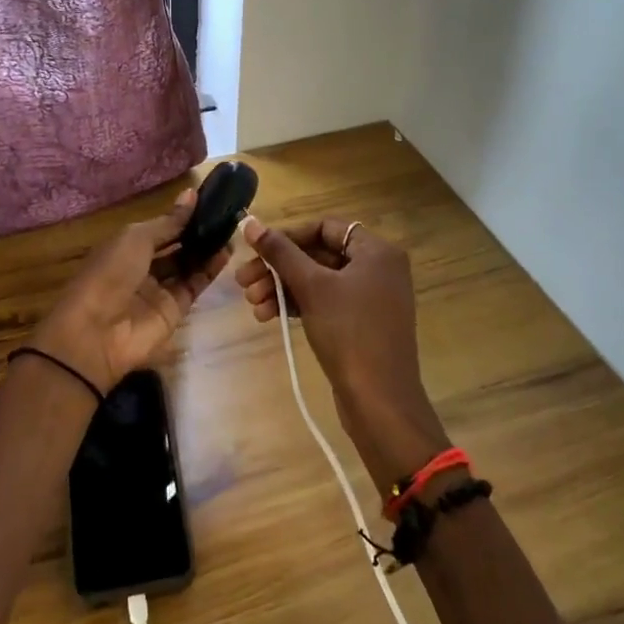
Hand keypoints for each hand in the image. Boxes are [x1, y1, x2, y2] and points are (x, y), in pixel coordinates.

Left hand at [31, 189, 232, 392]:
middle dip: (198, 232)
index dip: (182, 216)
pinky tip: (227, 252)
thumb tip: (192, 195)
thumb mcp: (136, 239)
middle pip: (175, 247)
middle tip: (227, 215)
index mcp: (126, 246)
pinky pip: (195, 285)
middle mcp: (143, 266)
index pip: (160, 228)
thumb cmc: (110, 273)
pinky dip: (210, 269)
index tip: (210, 200)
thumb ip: (168, 222)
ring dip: (207, 249)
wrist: (97, 333)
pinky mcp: (175, 310)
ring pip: (188, 265)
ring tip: (232, 230)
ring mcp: (159, 289)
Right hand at [236, 218, 450, 492]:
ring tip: (252, 304)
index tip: (256, 250)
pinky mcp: (361, 323)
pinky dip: (297, 305)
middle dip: (278, 268)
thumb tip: (249, 221)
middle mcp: (378, 268)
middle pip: (318, 255)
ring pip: (318, 281)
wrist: (380, 401)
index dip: (288, 236)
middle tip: (243, 282)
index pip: (325, 228)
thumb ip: (280, 252)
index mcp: (377, 251)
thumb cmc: (349, 333)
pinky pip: (325, 302)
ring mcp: (371, 298)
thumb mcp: (312, 287)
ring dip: (282, 288)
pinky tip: (268, 316)